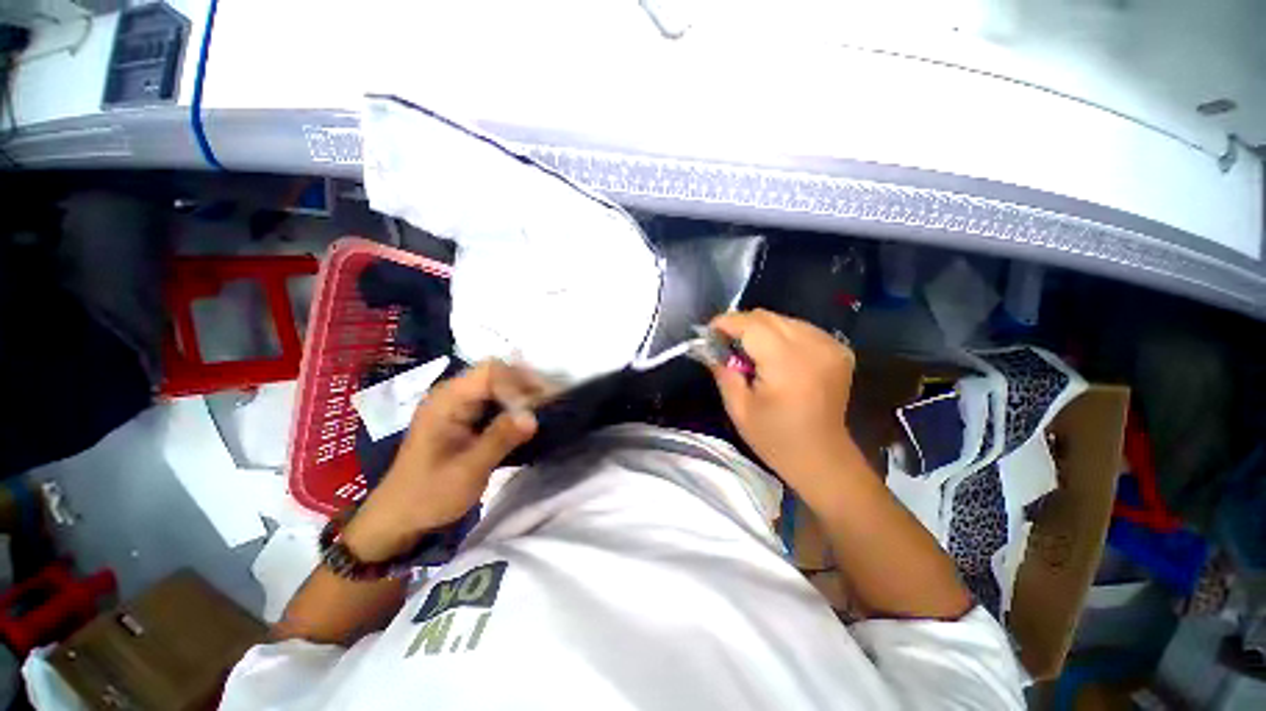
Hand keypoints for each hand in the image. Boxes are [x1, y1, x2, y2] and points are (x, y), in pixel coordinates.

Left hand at [344, 361, 546, 560]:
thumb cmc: (429, 495)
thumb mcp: (467, 471)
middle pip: (497, 373)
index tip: (535, 409)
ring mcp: (458, 404)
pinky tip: (527, 419)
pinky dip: (515, 405)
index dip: (517, 384)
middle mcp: (452, 394)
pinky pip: (496, 399)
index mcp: (446, 401)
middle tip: (548, 405)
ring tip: (544, 410)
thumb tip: (533, 417)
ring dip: (523, 394)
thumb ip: (499, 440)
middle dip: (525, 385)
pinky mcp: (465, 415)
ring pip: (499, 384)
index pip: (490, 372)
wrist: (400, 516)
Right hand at [708, 309, 859, 506]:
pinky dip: (782, 335)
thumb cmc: (776, 439)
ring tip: (749, 352)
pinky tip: (775, 355)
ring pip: (784, 320)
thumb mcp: (739, 409)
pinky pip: (801, 328)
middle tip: (725, 343)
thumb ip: (722, 372)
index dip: (726, 322)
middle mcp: (813, 346)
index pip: (752, 324)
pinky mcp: (839, 350)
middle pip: (768, 317)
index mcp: (787, 363)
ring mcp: (831, 346)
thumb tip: (709, 347)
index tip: (709, 331)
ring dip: (761, 329)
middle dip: (741, 324)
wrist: (823, 458)